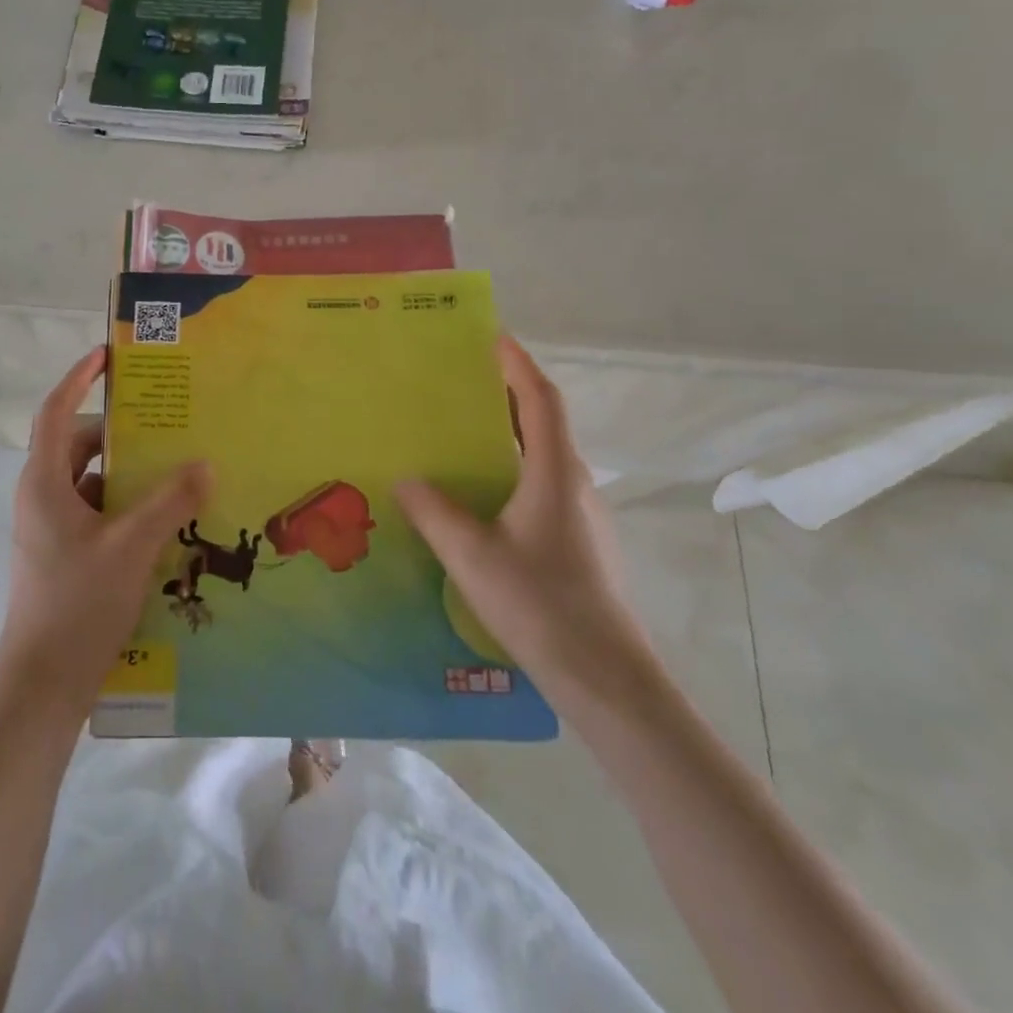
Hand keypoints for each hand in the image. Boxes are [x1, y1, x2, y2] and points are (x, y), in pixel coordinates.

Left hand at [0, 347, 211, 712]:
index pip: (55, 411)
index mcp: (44, 483)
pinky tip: (166, 519)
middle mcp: (42, 498)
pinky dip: (127, 507)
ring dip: (129, 474)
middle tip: (167, 421)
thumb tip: (205, 463)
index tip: (109, 355)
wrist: (43, 687)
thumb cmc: (78, 605)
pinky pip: (98, 513)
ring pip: (92, 483)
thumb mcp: (132, 546)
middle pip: (79, 446)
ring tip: (177, 469)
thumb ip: (171, 500)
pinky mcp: (65, 556)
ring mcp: (51, 530)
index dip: (79, 378)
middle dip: (121, 433)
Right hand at [395, 336, 650, 708]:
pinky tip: (482, 495)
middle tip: (461, 381)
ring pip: (544, 455)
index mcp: (555, 472)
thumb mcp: (472, 555)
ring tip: (463, 432)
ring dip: (510, 432)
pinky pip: (542, 484)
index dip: (517, 363)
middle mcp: (574, 482)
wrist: (606, 677)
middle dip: (507, 392)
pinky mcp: (579, 541)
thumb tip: (406, 479)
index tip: (490, 336)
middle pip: (544, 421)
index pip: (540, 398)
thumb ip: (434, 512)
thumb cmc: (540, 604)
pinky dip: (513, 468)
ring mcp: (581, 514)